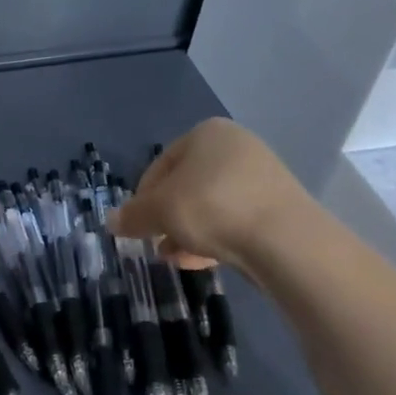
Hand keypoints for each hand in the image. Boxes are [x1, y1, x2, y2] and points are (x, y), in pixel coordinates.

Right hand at [110, 118, 312, 275]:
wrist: (284, 240)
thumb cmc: (211, 208)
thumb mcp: (159, 211)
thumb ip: (133, 215)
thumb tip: (110, 221)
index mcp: (206, 133)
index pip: (160, 165)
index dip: (142, 198)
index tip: (136, 225)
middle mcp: (236, 147)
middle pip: (186, 186)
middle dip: (166, 217)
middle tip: (154, 243)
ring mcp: (261, 176)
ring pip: (209, 205)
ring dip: (187, 231)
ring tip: (174, 257)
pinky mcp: (277, 207)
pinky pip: (234, 220)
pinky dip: (214, 237)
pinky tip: (202, 261)